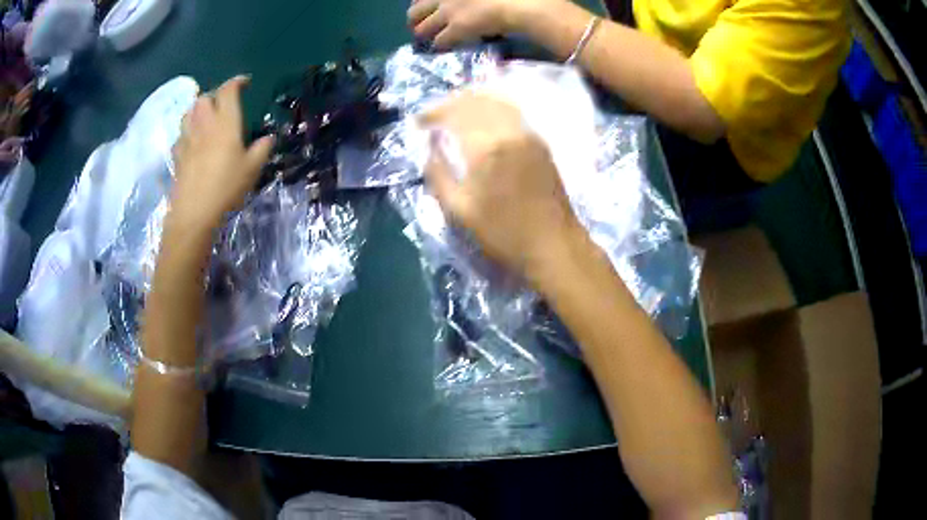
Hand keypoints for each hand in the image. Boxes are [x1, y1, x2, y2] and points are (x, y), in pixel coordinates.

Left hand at [171, 75, 273, 229]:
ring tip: (206, 118)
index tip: (245, 83)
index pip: (228, 90)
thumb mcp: (252, 169)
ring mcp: (187, 139)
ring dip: (198, 110)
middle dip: (215, 95)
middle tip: (224, 104)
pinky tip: (193, 141)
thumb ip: (262, 149)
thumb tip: (268, 138)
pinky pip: (181, 134)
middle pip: (204, 97)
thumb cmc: (226, 187)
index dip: (237, 82)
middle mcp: (204, 124)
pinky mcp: (177, 155)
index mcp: (225, 122)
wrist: (194, 213)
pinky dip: (188, 131)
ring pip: (189, 113)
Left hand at [407, 0, 545, 48]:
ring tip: (429, 39)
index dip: (421, 3)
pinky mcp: (456, 29)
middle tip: (420, 26)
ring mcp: (448, 12)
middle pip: (415, 11)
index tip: (424, 7)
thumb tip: (465, 4)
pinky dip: (440, 46)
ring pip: (422, 28)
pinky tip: (444, 48)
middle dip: (414, 20)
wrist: (517, 4)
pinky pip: (439, 41)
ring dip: (424, 35)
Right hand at [422, 93, 582, 281]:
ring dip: (472, 101)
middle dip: (451, 103)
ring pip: (497, 101)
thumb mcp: (459, 211)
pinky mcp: (540, 141)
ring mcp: (528, 133)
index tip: (418, 122)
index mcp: (486, 147)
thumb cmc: (504, 234)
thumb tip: (430, 148)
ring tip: (455, 113)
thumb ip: (438, 174)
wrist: (554, 245)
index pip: (455, 113)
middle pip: (476, 100)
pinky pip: (512, 112)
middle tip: (434, 116)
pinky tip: (483, 119)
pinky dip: (492, 107)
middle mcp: (509, 131)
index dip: (433, 112)